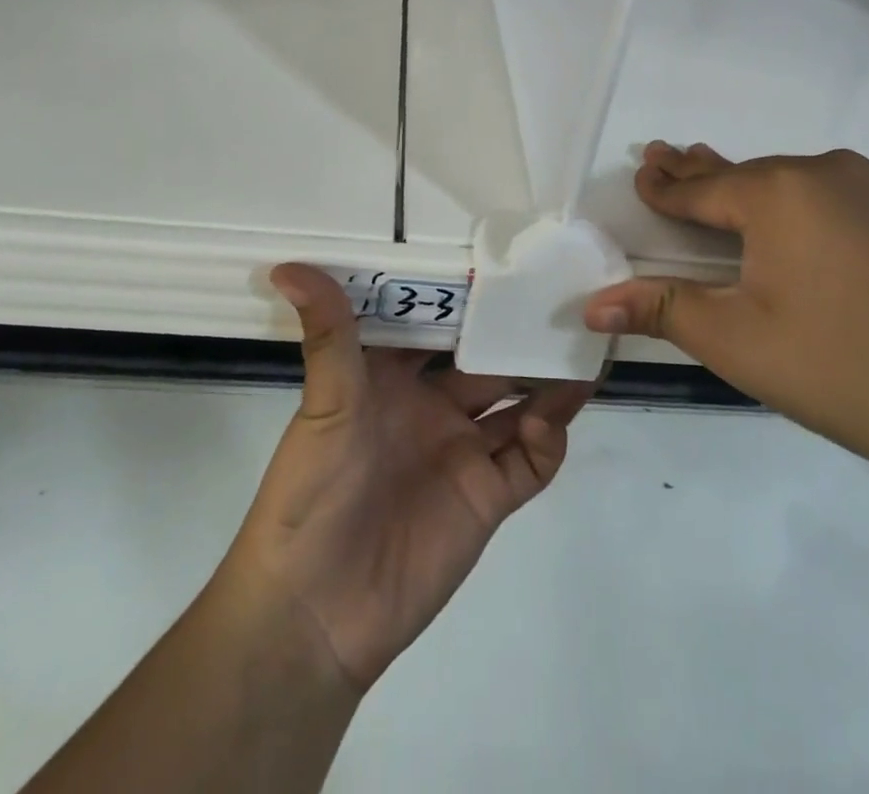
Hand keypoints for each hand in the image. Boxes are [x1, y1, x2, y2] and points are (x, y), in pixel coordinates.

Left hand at [221, 264, 596, 692]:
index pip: (434, 324)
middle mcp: (430, 407)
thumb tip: (288, 266)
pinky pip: (531, 459)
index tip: (498, 256)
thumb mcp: (324, 404)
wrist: (316, 612)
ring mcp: (462, 451)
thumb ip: (328, 334)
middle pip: (483, 360)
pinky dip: (550, 435)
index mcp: (390, 379)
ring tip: (579, 342)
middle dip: (514, 333)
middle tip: (556, 294)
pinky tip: (557, 411)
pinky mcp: (487, 497)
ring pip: (516, 403)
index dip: (463, 295)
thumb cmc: (312, 493)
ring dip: (545, 378)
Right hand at [583, 144, 868, 488]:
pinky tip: (791, 219)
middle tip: (663, 155)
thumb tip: (590, 306)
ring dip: (748, 186)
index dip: (664, 187)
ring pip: (790, 183)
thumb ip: (660, 309)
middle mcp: (825, 173)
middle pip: (743, 174)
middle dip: (699, 172)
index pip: (700, 188)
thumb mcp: (735, 340)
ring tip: (716, 177)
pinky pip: (830, 198)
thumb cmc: (841, 369)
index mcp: (777, 192)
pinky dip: (795, 203)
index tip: (640, 172)